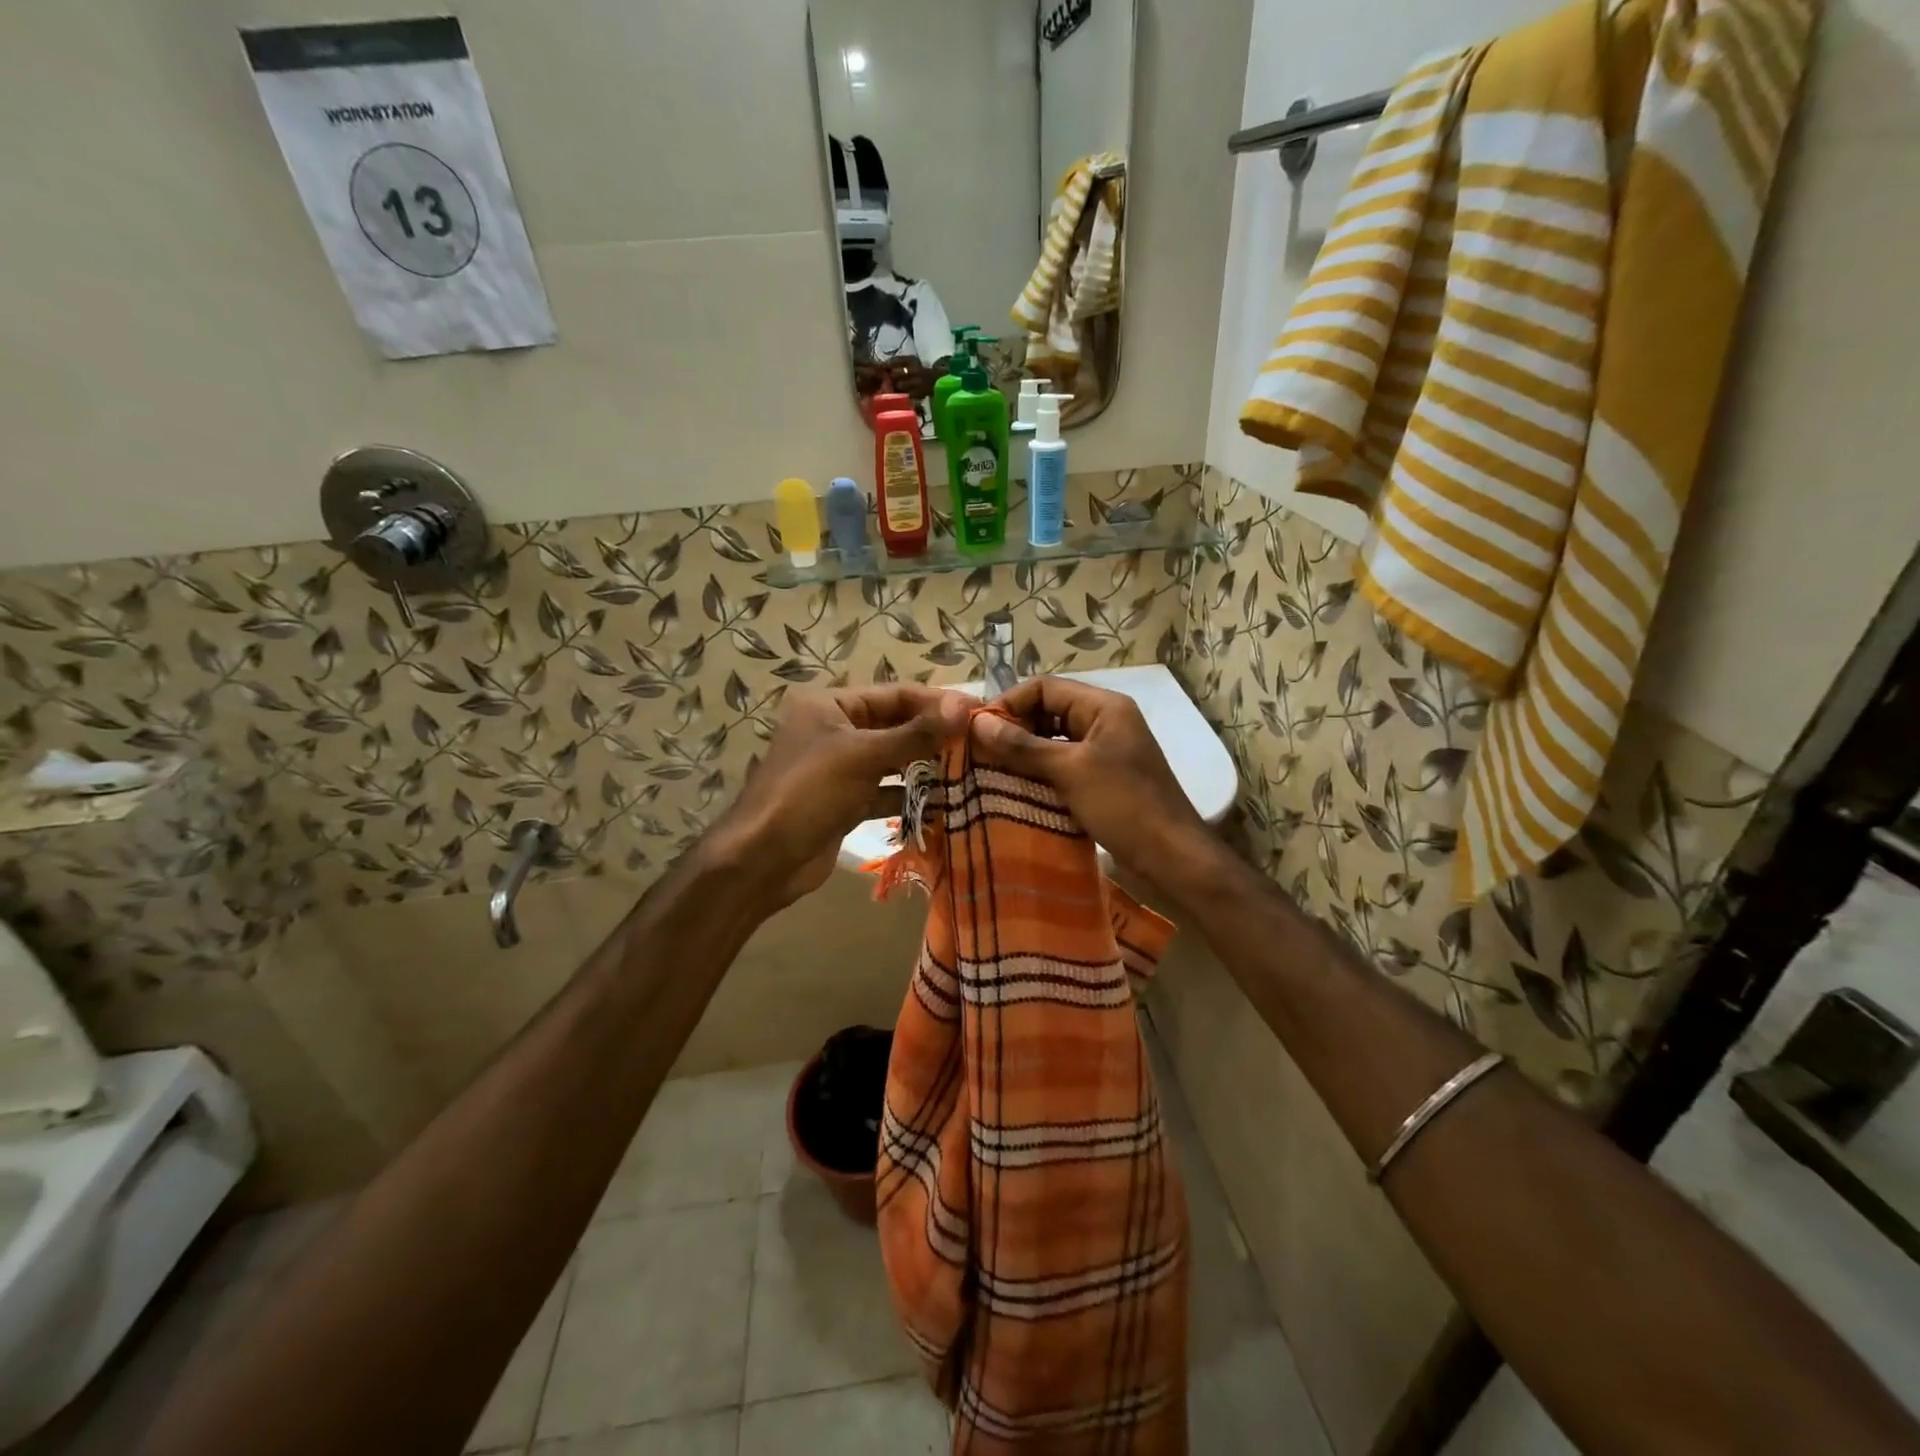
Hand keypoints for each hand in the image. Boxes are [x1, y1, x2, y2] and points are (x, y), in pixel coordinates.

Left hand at [708, 686, 971, 909]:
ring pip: (892, 760)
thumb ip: (916, 734)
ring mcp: (840, 768)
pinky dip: (909, 796)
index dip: (937, 702)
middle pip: (895, 726)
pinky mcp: (845, 801)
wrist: (764, 860)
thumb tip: (964, 706)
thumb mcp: (864, 756)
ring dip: (926, 767)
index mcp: (830, 705)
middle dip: (934, 736)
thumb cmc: (809, 793)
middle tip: (981, 744)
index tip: (979, 712)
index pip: (895, 694)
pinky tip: (943, 803)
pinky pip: (885, 791)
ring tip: (971, 771)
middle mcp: (835, 730)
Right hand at [971, 677, 1217, 902]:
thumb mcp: (1069, 771)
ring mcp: (1105, 751)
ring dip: (1024, 752)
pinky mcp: (1102, 778)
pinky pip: (1063, 765)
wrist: (1172, 858)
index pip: (1045, 687)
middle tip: (979, 752)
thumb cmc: (1123, 805)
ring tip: (990, 770)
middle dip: (1014, 728)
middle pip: (1048, 711)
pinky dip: (1039, 772)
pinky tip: (1015, 788)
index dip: (1009, 703)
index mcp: (1103, 706)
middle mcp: (1104, 721)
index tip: (976, 729)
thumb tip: (978, 723)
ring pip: (1053, 740)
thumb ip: (1022, 745)